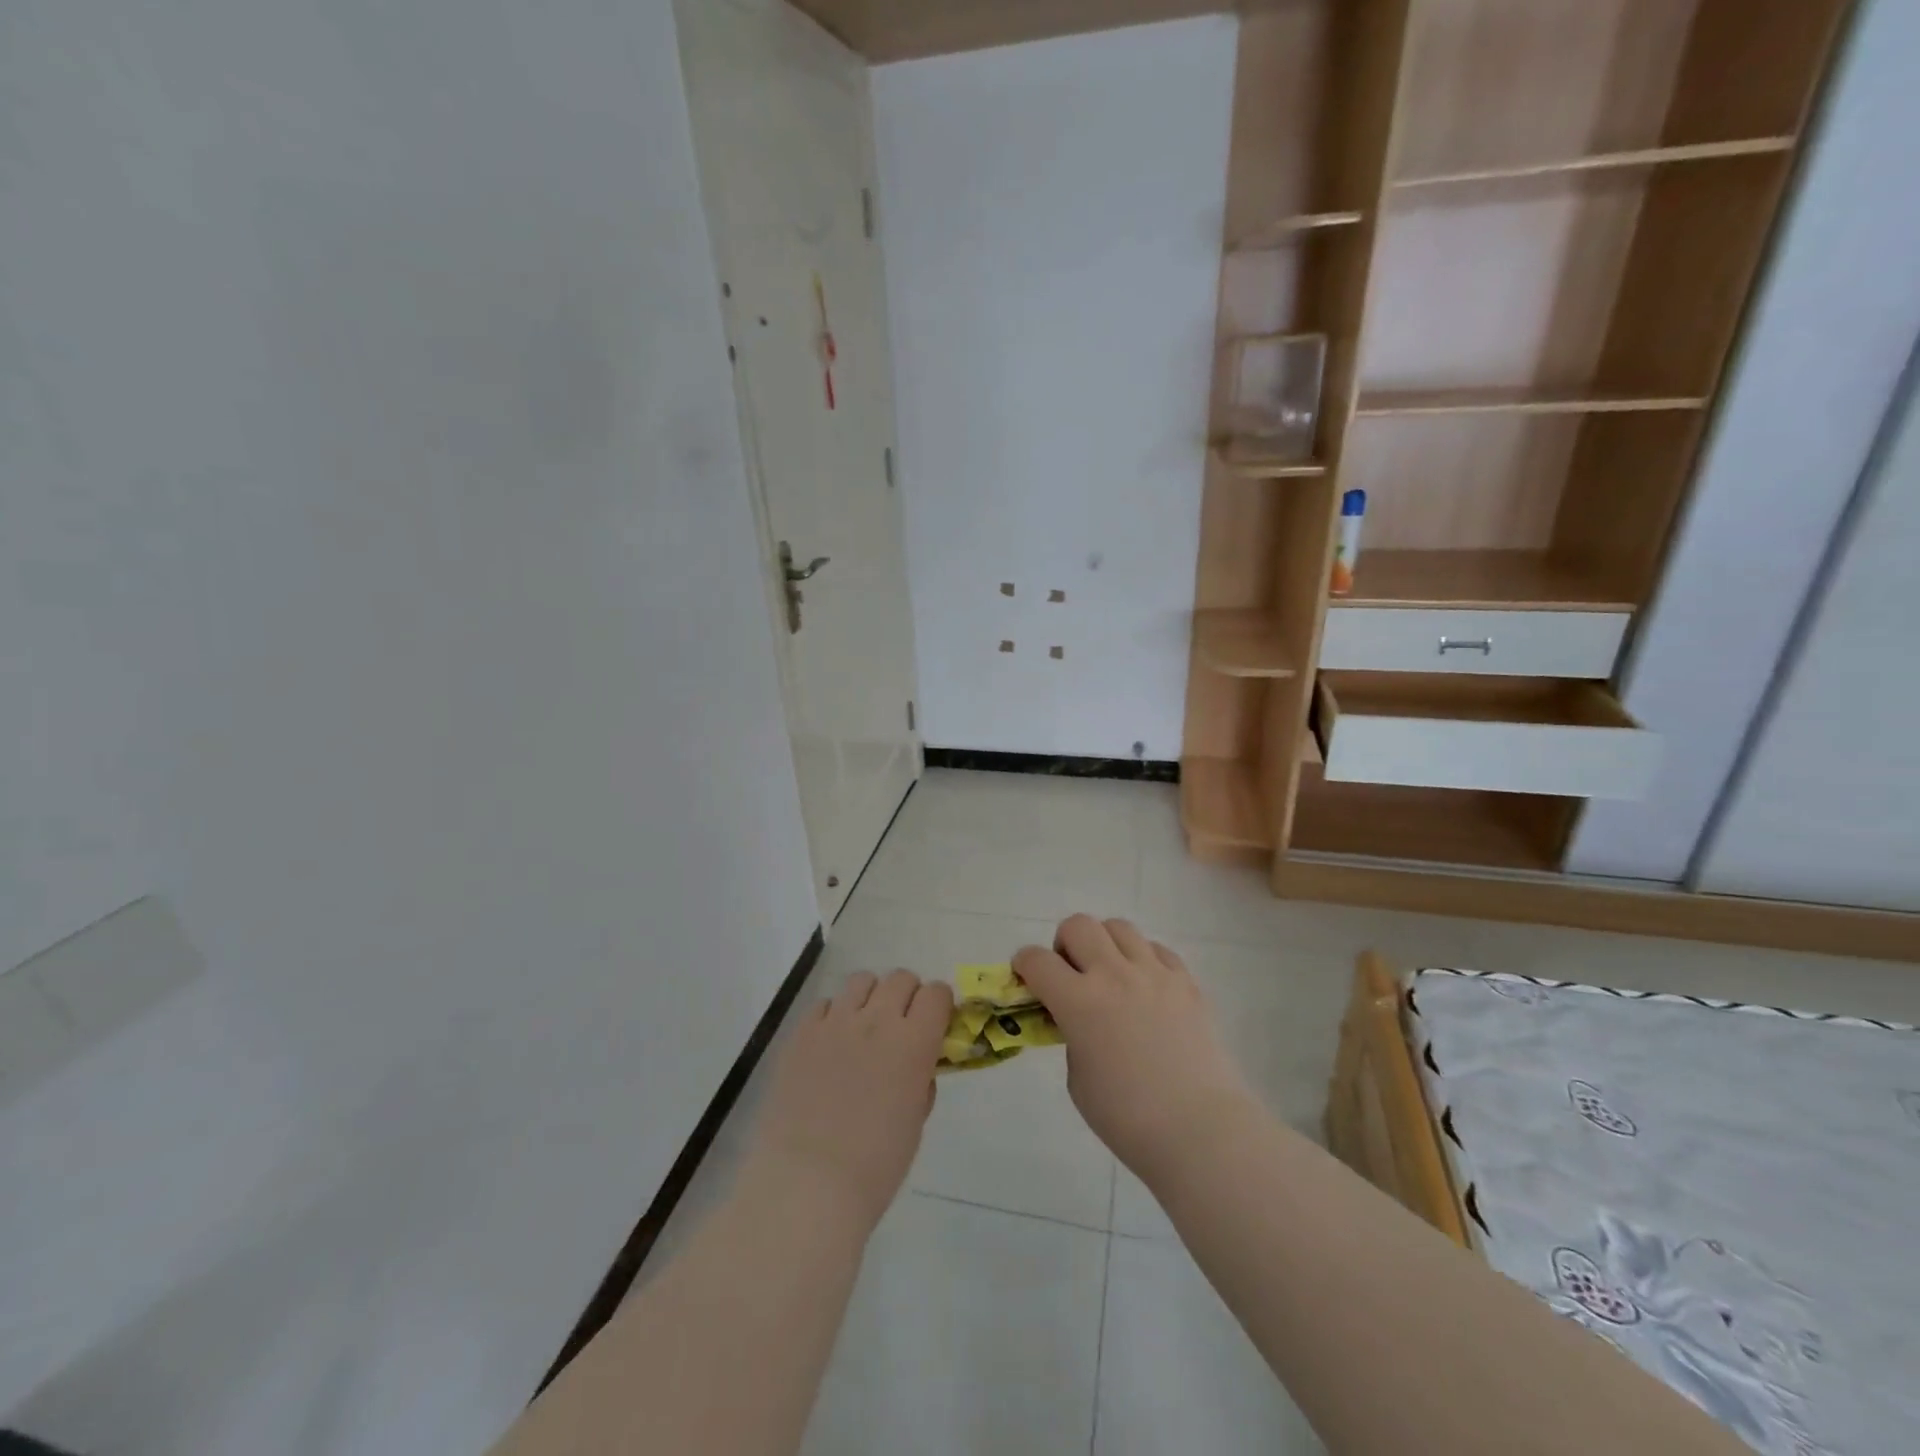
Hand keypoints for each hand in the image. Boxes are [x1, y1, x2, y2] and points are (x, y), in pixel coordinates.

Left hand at [742, 969, 952, 1234]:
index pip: (937, 993)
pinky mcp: (802, 1032)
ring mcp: (836, 1022)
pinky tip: (830, 1045)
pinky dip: (834, 1016)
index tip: (935, 1024)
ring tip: (863, 1028)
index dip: (939, 1005)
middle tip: (901, 1026)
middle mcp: (877, 1020)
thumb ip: (921, 1079)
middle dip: (907, 996)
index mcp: (914, 1043)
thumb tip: (918, 1063)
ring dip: (870, 997)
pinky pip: (825, 1004)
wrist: (806, 1184)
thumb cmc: (874, 1165)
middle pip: (901, 978)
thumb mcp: (915, 1121)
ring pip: (862, 980)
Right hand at [1013, 915, 1252, 1183]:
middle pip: (1078, 925)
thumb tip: (1078, 1019)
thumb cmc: (1128, 1118)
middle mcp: (1114, 975)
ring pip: (1119, 927)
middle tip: (1072, 974)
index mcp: (1079, 1001)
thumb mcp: (1078, 1079)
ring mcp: (1154, 973)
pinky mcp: (1186, 981)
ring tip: (1112, 975)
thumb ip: (1071, 1036)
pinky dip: (1143, 959)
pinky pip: (1157, 949)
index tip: (1027, 977)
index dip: (1024, 965)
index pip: (1037, 960)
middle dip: (1065, 944)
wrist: (1200, 1130)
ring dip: (1105, 945)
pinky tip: (1146, 987)